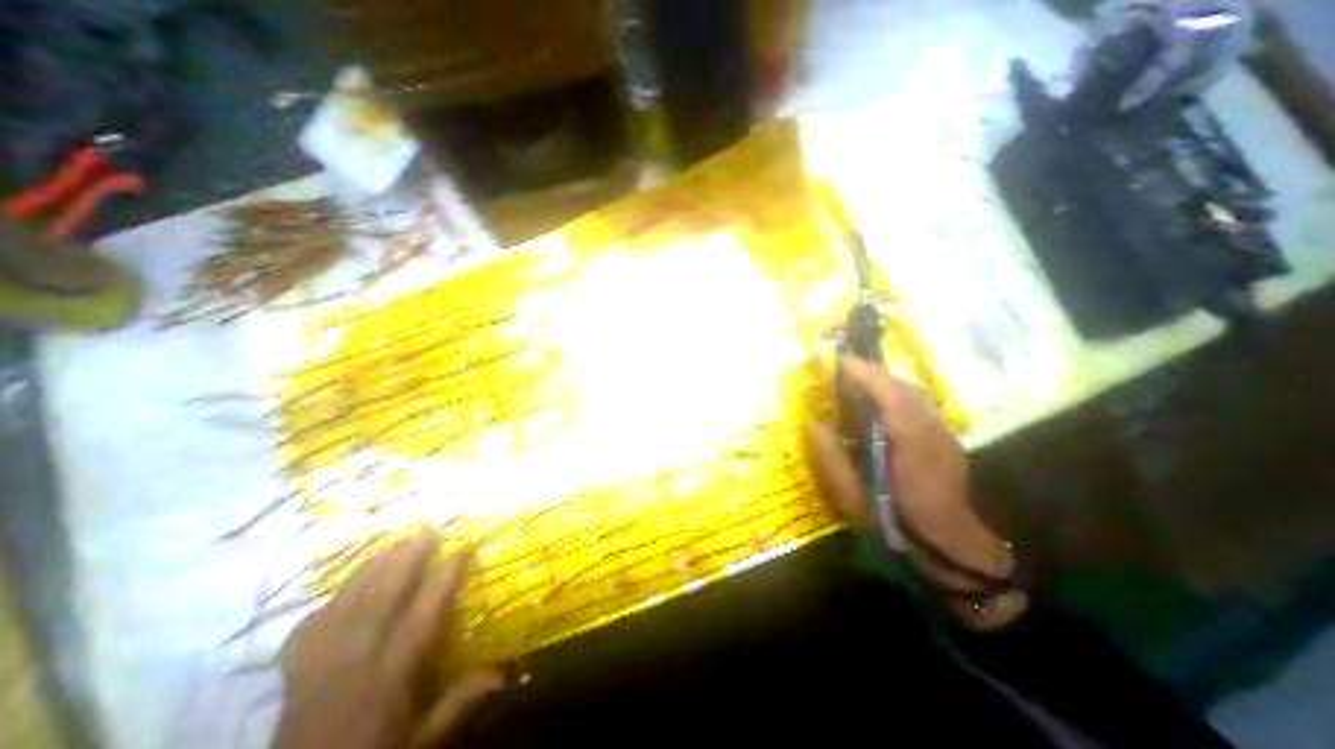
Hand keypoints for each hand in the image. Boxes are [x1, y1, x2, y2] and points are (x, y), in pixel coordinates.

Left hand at [273, 531, 503, 748]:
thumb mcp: (420, 741)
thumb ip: (458, 704)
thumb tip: (503, 674)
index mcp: (390, 675)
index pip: (424, 612)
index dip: (446, 574)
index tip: (464, 544)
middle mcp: (355, 660)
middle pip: (383, 596)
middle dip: (408, 558)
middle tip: (429, 528)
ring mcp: (318, 664)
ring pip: (348, 601)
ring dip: (373, 566)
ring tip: (394, 541)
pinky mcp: (292, 672)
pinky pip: (310, 624)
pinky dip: (330, 599)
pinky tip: (344, 587)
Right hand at [804, 354, 1029, 624]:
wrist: (951, 548)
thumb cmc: (897, 521)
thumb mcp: (853, 494)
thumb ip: (830, 457)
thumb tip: (812, 424)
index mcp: (908, 438)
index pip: (886, 392)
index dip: (863, 372)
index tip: (840, 358)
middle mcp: (931, 428)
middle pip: (903, 387)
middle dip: (874, 373)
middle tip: (846, 370)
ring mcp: (944, 434)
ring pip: (915, 395)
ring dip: (887, 384)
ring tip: (862, 385)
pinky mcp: (947, 441)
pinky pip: (921, 407)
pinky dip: (899, 398)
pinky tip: (884, 409)